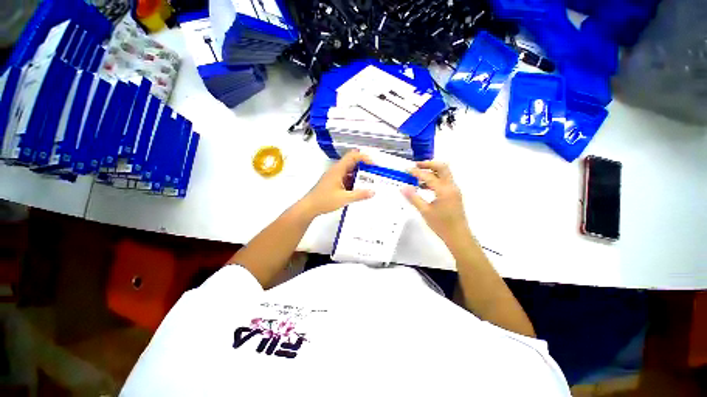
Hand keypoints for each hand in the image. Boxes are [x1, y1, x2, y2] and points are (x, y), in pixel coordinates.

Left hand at [299, 151, 374, 217]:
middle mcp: (336, 170)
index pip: (353, 156)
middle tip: (374, 174)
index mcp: (338, 170)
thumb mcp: (344, 198)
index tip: (373, 165)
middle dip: (364, 167)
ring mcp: (334, 176)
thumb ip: (359, 195)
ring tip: (369, 182)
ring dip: (359, 175)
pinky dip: (353, 181)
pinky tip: (359, 189)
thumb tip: (373, 192)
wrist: (309, 207)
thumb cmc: (324, 200)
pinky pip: (346, 178)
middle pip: (352, 163)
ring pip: (349, 171)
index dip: (364, 157)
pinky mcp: (333, 182)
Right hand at [403, 161, 472, 248]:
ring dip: (432, 171)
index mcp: (444, 190)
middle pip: (442, 167)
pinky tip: (424, 187)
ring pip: (444, 173)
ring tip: (417, 175)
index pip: (428, 176)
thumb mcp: (424, 211)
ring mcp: (454, 190)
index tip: (406, 170)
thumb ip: (413, 198)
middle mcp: (451, 186)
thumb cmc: (441, 224)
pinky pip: (444, 181)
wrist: (458, 236)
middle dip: (428, 164)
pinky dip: (434, 179)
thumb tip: (403, 187)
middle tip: (416, 165)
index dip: (416, 172)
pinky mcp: (454, 194)